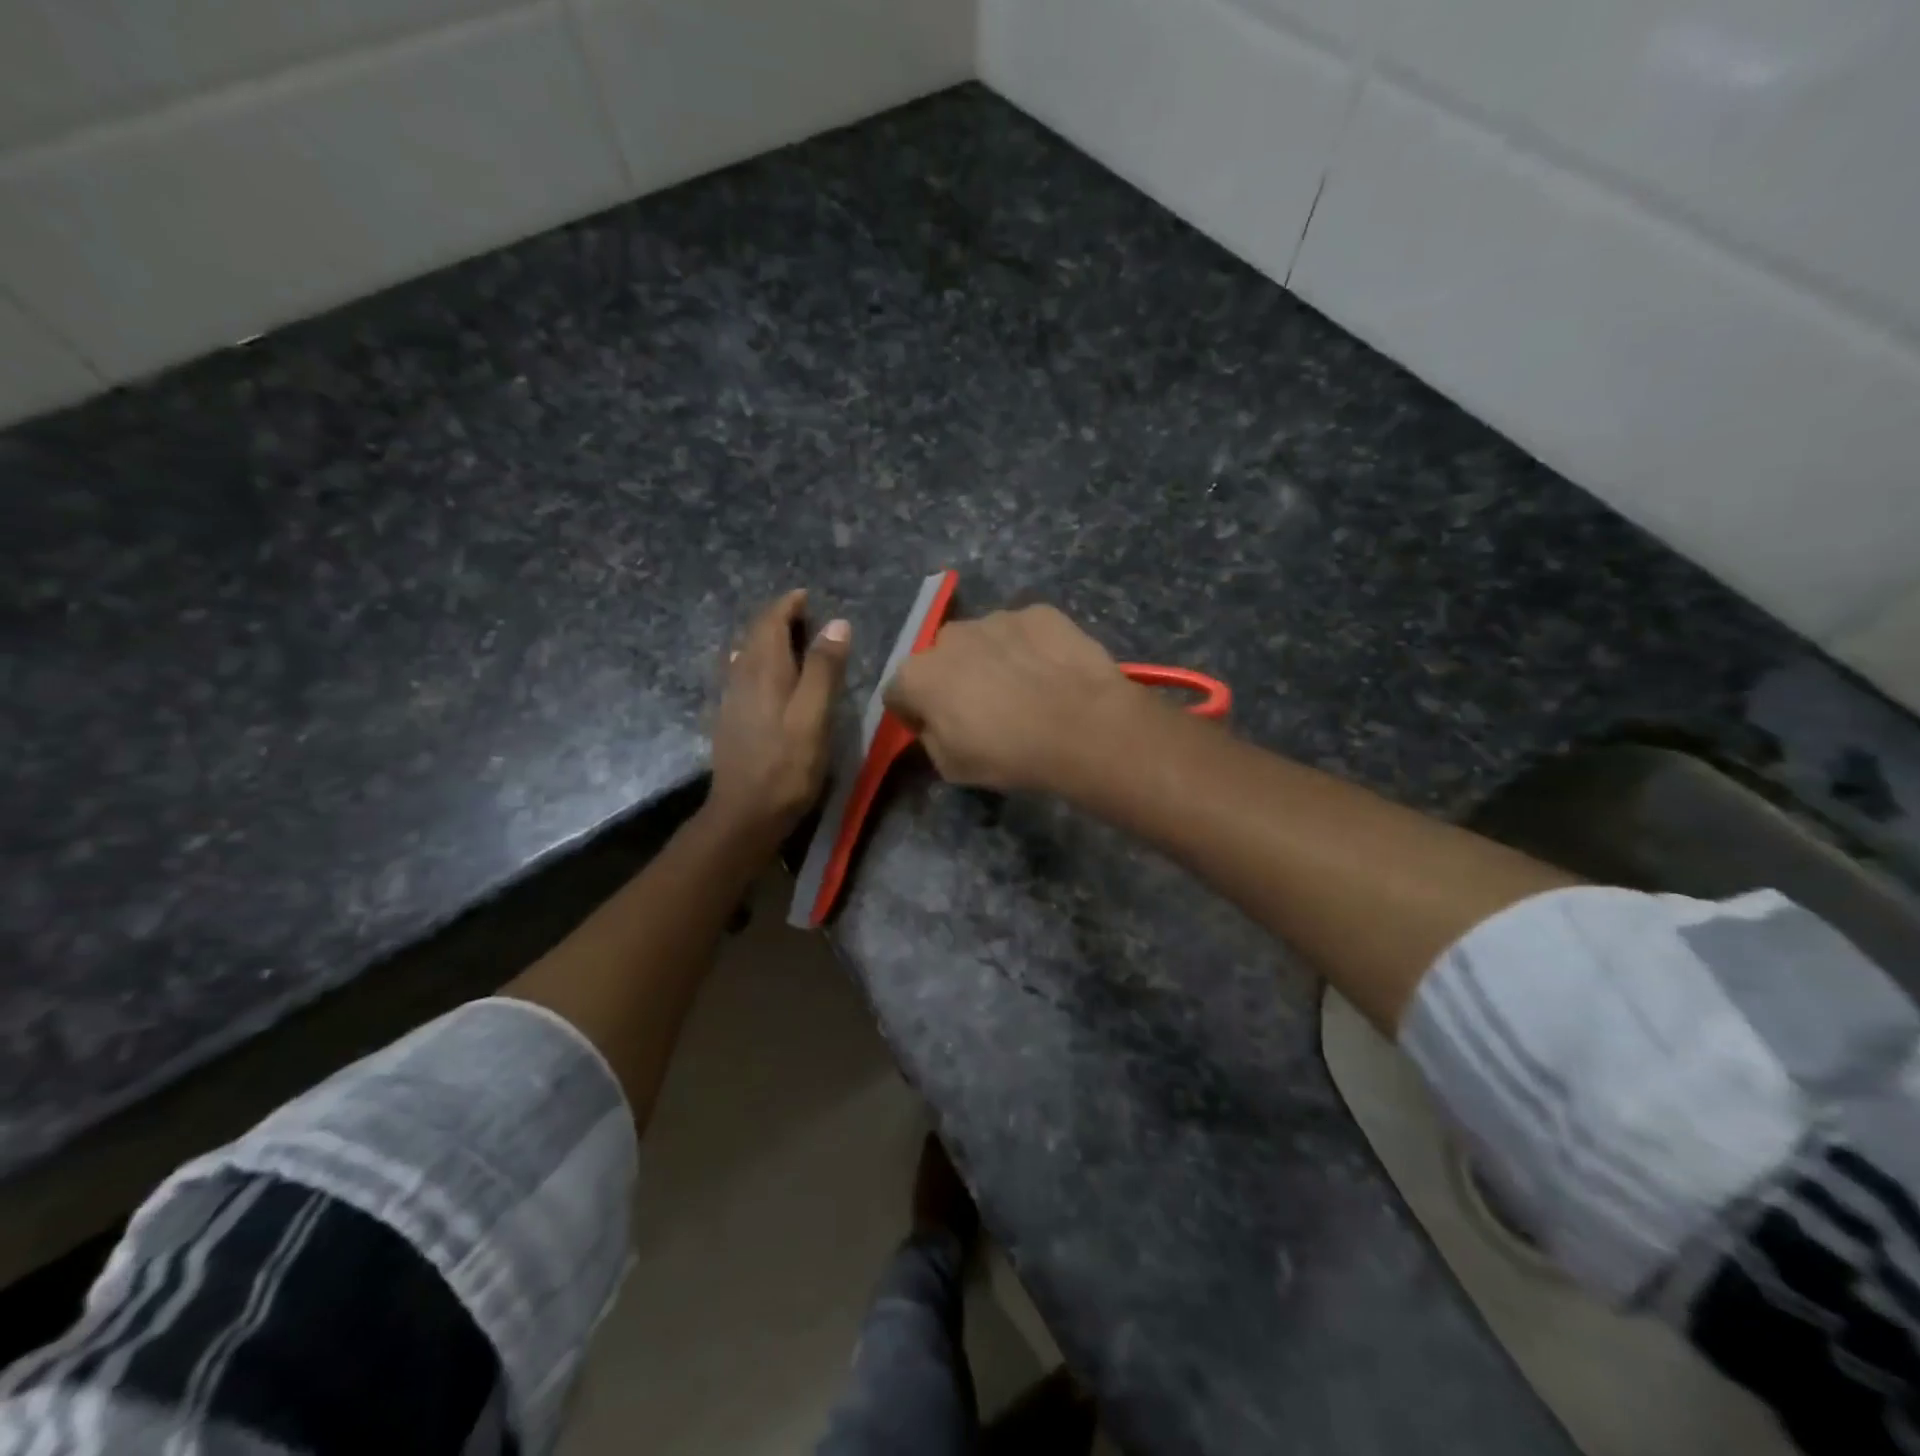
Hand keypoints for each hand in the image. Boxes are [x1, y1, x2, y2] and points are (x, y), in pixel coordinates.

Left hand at [706, 589, 850, 843]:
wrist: (745, 813)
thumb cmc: (787, 764)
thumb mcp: (814, 715)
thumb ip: (825, 668)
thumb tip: (837, 623)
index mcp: (764, 670)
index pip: (770, 622)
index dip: (787, 605)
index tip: (805, 596)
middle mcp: (742, 677)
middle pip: (755, 635)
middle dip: (777, 619)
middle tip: (804, 615)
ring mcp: (732, 699)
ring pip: (746, 655)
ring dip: (767, 640)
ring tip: (791, 641)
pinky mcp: (731, 720)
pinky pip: (743, 675)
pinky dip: (758, 662)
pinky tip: (766, 676)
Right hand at [884, 604, 1141, 792]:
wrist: (1081, 727)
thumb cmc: (1008, 755)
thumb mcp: (951, 767)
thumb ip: (931, 737)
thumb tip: (935, 722)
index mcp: (917, 675)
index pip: (898, 692)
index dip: (914, 712)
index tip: (936, 729)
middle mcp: (950, 636)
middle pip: (941, 658)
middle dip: (953, 678)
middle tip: (984, 708)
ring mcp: (996, 618)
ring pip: (984, 639)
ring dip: (993, 659)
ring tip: (1025, 689)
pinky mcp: (1038, 612)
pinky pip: (1024, 631)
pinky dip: (1031, 647)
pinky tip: (1052, 673)